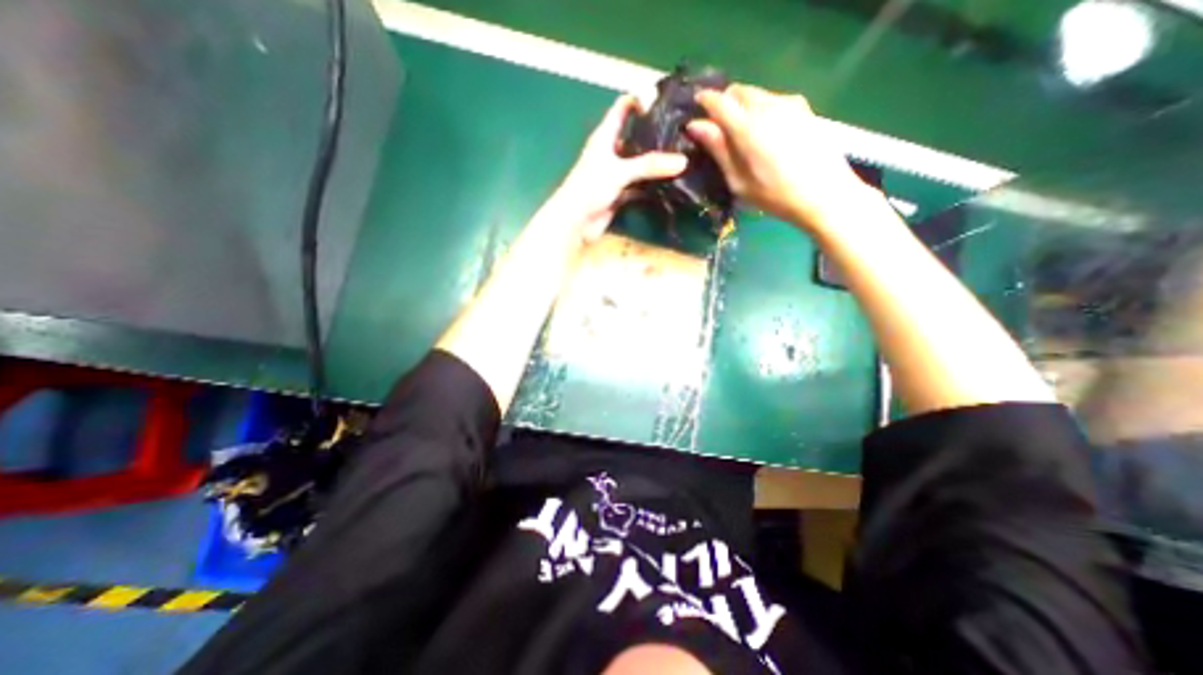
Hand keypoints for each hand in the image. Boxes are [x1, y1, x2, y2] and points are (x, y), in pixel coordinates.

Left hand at [553, 94, 685, 241]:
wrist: (575, 223)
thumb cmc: (590, 188)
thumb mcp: (619, 171)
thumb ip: (649, 166)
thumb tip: (683, 161)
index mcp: (605, 136)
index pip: (623, 107)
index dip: (640, 100)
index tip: (665, 103)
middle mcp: (611, 152)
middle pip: (635, 137)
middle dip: (655, 134)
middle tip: (683, 132)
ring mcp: (616, 175)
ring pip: (639, 164)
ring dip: (655, 163)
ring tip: (683, 157)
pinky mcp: (620, 194)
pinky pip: (639, 186)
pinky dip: (652, 186)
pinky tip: (670, 184)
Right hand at [686, 85, 876, 231]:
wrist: (825, 193)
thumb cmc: (775, 195)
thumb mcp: (738, 180)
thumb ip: (718, 149)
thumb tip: (695, 125)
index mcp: (748, 126)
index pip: (719, 101)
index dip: (704, 101)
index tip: (695, 109)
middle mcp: (768, 106)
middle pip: (738, 91)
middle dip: (724, 103)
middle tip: (718, 129)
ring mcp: (789, 103)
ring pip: (756, 94)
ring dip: (743, 107)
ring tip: (742, 134)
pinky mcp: (803, 108)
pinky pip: (773, 100)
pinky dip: (760, 110)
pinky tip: (764, 134)